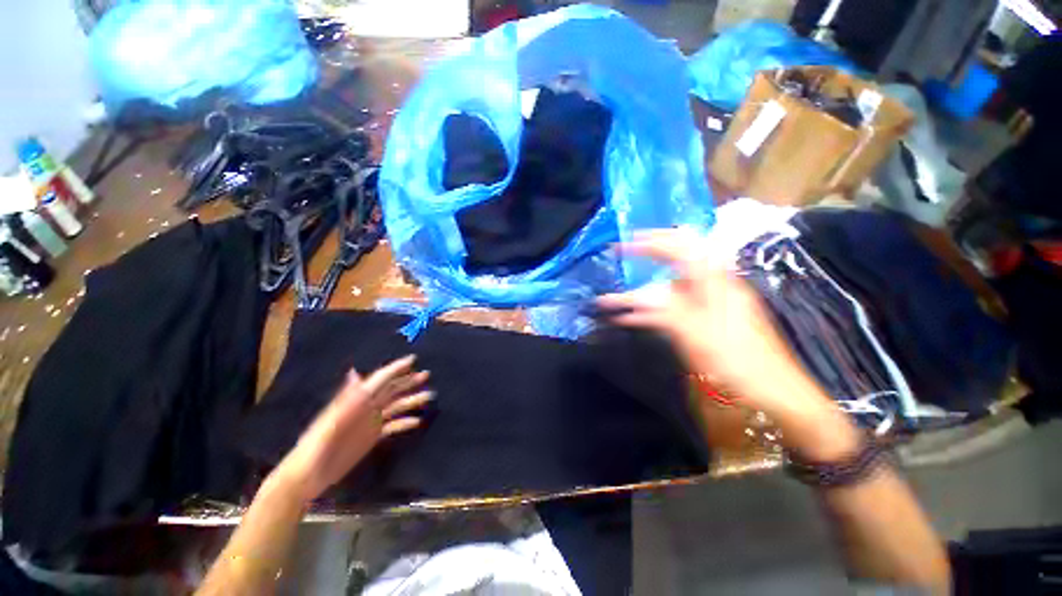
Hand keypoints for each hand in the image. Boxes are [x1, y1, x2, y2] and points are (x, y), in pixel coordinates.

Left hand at [272, 355, 431, 501]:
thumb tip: (355, 372)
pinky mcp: (372, 436)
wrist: (307, 476)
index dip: (395, 368)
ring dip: (412, 400)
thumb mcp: (329, 423)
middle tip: (427, 375)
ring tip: (429, 396)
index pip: (380, 379)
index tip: (413, 359)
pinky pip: (393, 425)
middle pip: (391, 390)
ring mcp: (370, 422)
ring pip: (396, 406)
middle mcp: (366, 407)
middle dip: (408, 381)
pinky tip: (416, 422)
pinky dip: (405, 422)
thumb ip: (344, 399)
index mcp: (356, 400)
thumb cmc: (315, 447)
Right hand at [598, 229, 859, 458]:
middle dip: (652, 249)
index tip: (624, 244)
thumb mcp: (698, 336)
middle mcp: (714, 284)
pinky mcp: (709, 318)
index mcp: (715, 282)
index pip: (679, 248)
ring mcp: (712, 301)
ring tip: (623, 287)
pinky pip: (676, 304)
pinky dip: (654, 307)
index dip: (650, 243)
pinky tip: (635, 317)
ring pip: (674, 282)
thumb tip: (637, 294)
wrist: (773, 391)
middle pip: (680, 255)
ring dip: (648, 283)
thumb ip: (666, 311)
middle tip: (626, 250)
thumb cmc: (738, 362)